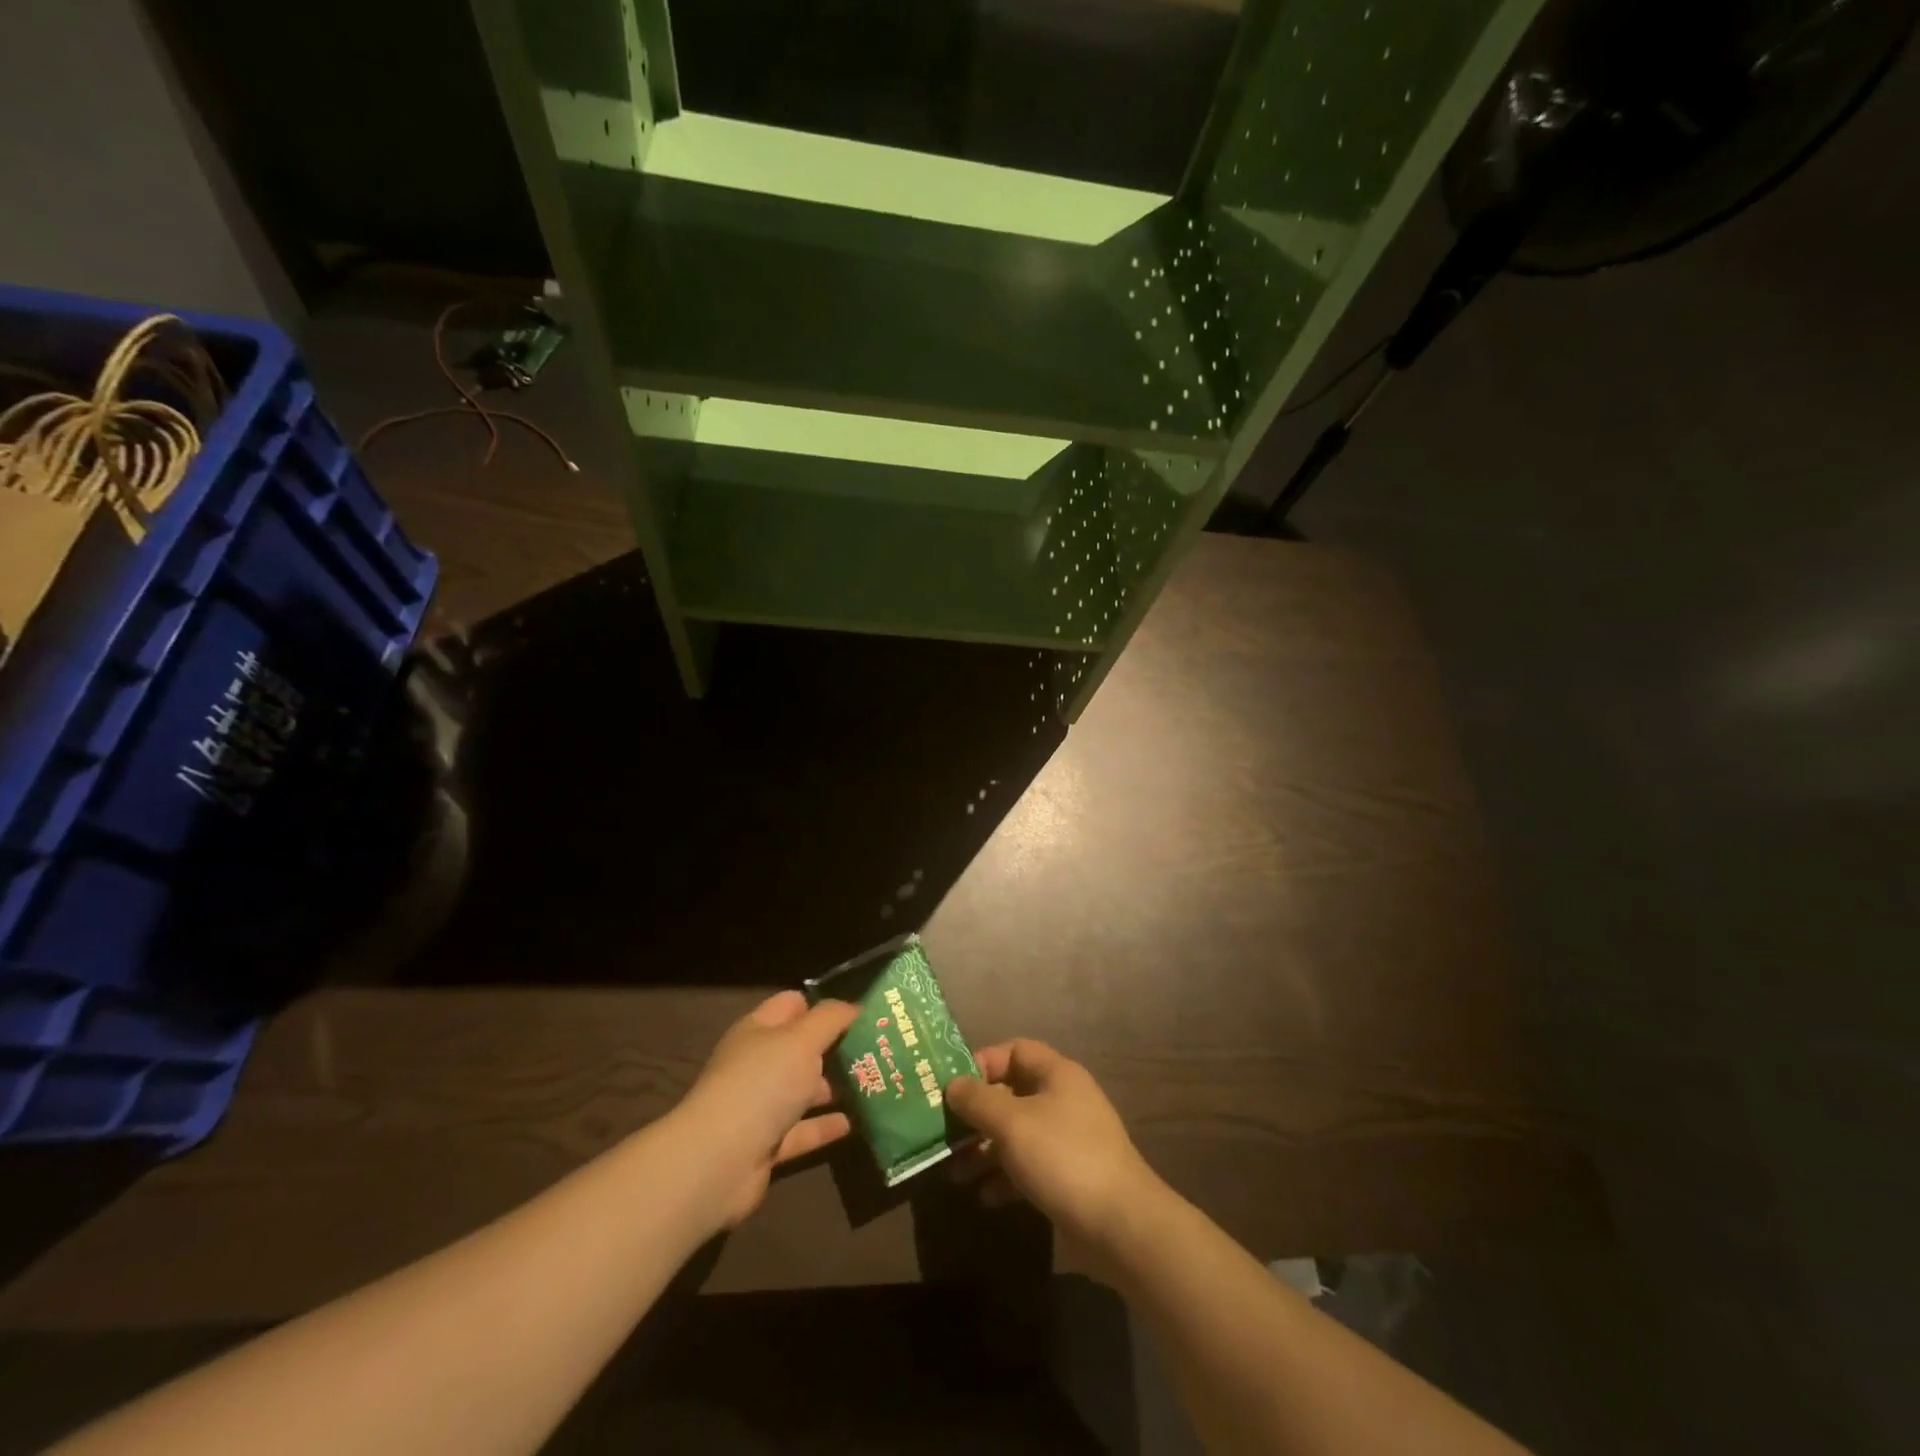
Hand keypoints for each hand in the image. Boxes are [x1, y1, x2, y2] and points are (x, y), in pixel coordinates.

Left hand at [675, 991, 859, 1228]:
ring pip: (805, 1090)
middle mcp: (759, 1064)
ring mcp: (761, 1106)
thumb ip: (831, 1019)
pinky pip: (803, 1130)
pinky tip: (857, 1123)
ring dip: (836, 1088)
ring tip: (876, 1083)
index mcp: (759, 1030)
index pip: (793, 1004)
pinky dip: (826, 1127)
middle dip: (837, 1048)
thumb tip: (855, 1007)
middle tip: (878, 1049)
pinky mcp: (767, 1144)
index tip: (861, 1012)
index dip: (824, 1005)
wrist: (718, 1161)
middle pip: (802, 1049)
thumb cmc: (762, 1084)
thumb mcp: (802, 1040)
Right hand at [946, 1040, 1160, 1253]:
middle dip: (976, 1114)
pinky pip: (1028, 1165)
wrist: (1120, 1225)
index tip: (952, 1087)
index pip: (1015, 1050)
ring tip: (954, 1173)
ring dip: (984, 1149)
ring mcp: (1068, 1138)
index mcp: (1057, 1074)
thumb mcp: (1012, 1123)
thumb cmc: (1062, 1157)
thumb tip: (953, 1085)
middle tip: (944, 1133)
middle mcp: (1063, 1099)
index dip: (983, 1063)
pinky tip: (985, 1197)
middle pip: (1012, 1094)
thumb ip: (978, 1100)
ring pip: (1016, 1133)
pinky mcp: (1069, 1175)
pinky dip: (1005, 1177)